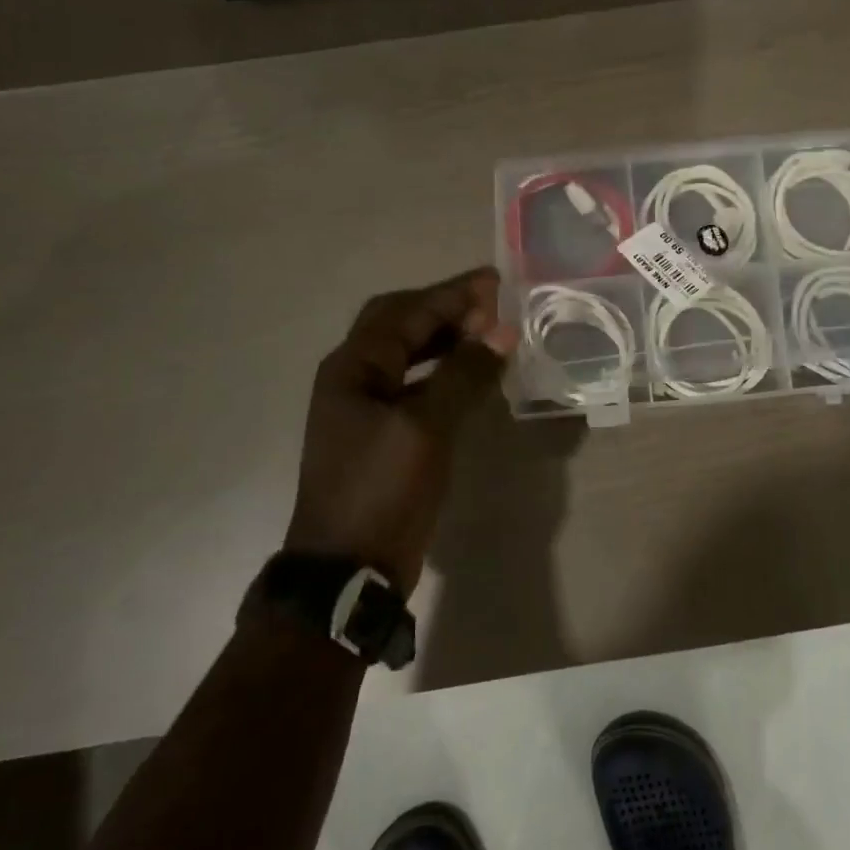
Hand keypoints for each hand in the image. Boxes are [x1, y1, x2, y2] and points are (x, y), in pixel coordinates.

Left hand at [284, 267, 517, 594]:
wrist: (348, 568)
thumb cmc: (382, 489)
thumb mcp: (426, 427)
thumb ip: (463, 374)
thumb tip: (501, 331)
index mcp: (353, 366)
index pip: (406, 312)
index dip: (452, 294)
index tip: (496, 281)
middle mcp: (354, 378)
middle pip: (400, 324)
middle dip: (445, 308)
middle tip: (492, 303)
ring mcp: (365, 408)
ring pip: (408, 354)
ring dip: (445, 338)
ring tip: (488, 332)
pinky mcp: (382, 434)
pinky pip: (415, 385)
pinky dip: (444, 371)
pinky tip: (471, 376)